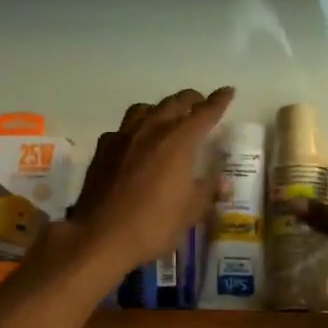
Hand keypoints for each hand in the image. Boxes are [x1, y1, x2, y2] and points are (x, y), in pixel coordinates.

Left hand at [68, 88, 234, 276]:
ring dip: (161, 109)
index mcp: (179, 140)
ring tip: (167, 118)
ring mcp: (124, 136)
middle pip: (175, 103)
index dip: (219, 101)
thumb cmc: (153, 224)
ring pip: (145, 109)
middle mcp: (152, 129)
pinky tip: (135, 143)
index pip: (205, 112)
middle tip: (200, 104)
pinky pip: (123, 129)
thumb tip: (223, 182)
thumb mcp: (190, 212)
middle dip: (191, 100)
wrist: (100, 236)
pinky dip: (135, 129)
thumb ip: (208, 191)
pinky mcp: (103, 149)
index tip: (228, 91)